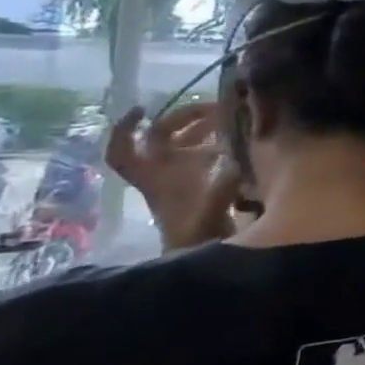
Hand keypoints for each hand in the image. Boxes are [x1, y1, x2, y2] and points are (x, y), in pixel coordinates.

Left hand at [105, 103, 244, 252]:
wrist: (205, 256)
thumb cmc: (197, 235)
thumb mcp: (209, 210)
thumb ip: (224, 182)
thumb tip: (240, 153)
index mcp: (154, 177)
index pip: (123, 150)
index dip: (125, 128)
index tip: (145, 108)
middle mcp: (163, 173)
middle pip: (161, 137)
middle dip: (184, 118)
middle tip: (216, 109)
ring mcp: (182, 178)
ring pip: (185, 144)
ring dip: (205, 129)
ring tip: (233, 119)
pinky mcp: (203, 183)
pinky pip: (207, 155)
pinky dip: (221, 143)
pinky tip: (242, 140)